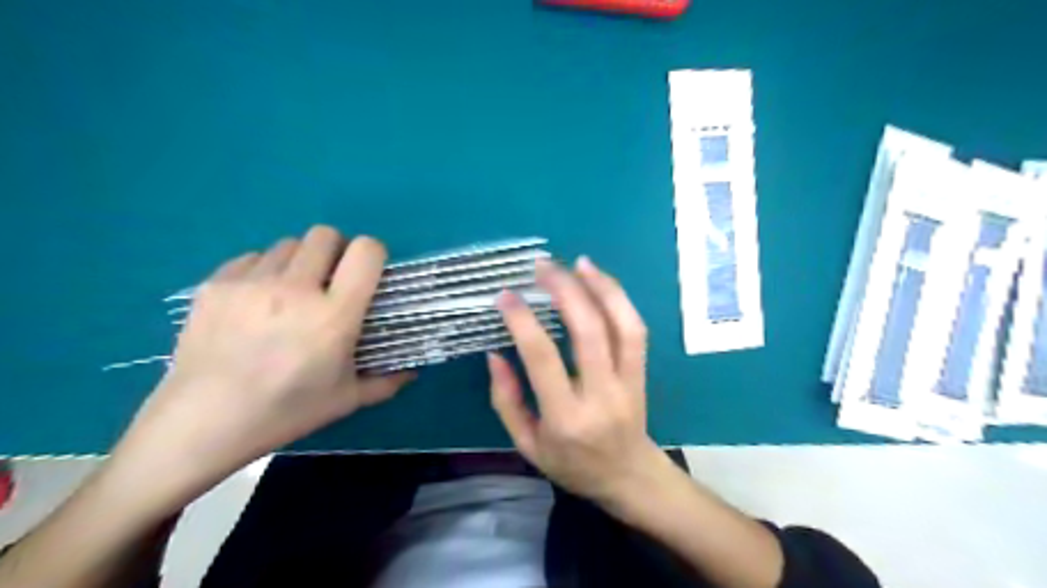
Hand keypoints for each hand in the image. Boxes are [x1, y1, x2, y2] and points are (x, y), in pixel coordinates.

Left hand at [110, 228, 413, 498]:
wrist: (201, 424)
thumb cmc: (285, 412)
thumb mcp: (346, 400)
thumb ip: (386, 382)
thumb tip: (412, 373)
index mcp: (334, 314)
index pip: (366, 251)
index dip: (373, 254)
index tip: (367, 273)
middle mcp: (296, 288)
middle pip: (325, 235)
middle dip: (335, 251)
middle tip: (329, 282)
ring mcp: (252, 282)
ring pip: (288, 244)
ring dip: (299, 262)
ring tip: (289, 294)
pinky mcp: (216, 284)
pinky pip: (252, 258)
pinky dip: (263, 271)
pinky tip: (256, 303)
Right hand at [489, 255, 664, 505]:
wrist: (629, 477)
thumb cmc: (572, 465)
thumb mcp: (527, 445)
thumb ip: (506, 400)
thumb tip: (494, 353)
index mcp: (566, 419)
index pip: (543, 359)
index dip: (523, 321)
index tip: (506, 296)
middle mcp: (601, 396)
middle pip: (588, 332)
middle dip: (565, 290)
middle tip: (543, 267)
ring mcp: (628, 382)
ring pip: (622, 325)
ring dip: (601, 288)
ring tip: (578, 263)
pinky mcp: (642, 374)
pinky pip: (635, 330)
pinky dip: (619, 300)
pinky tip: (601, 281)